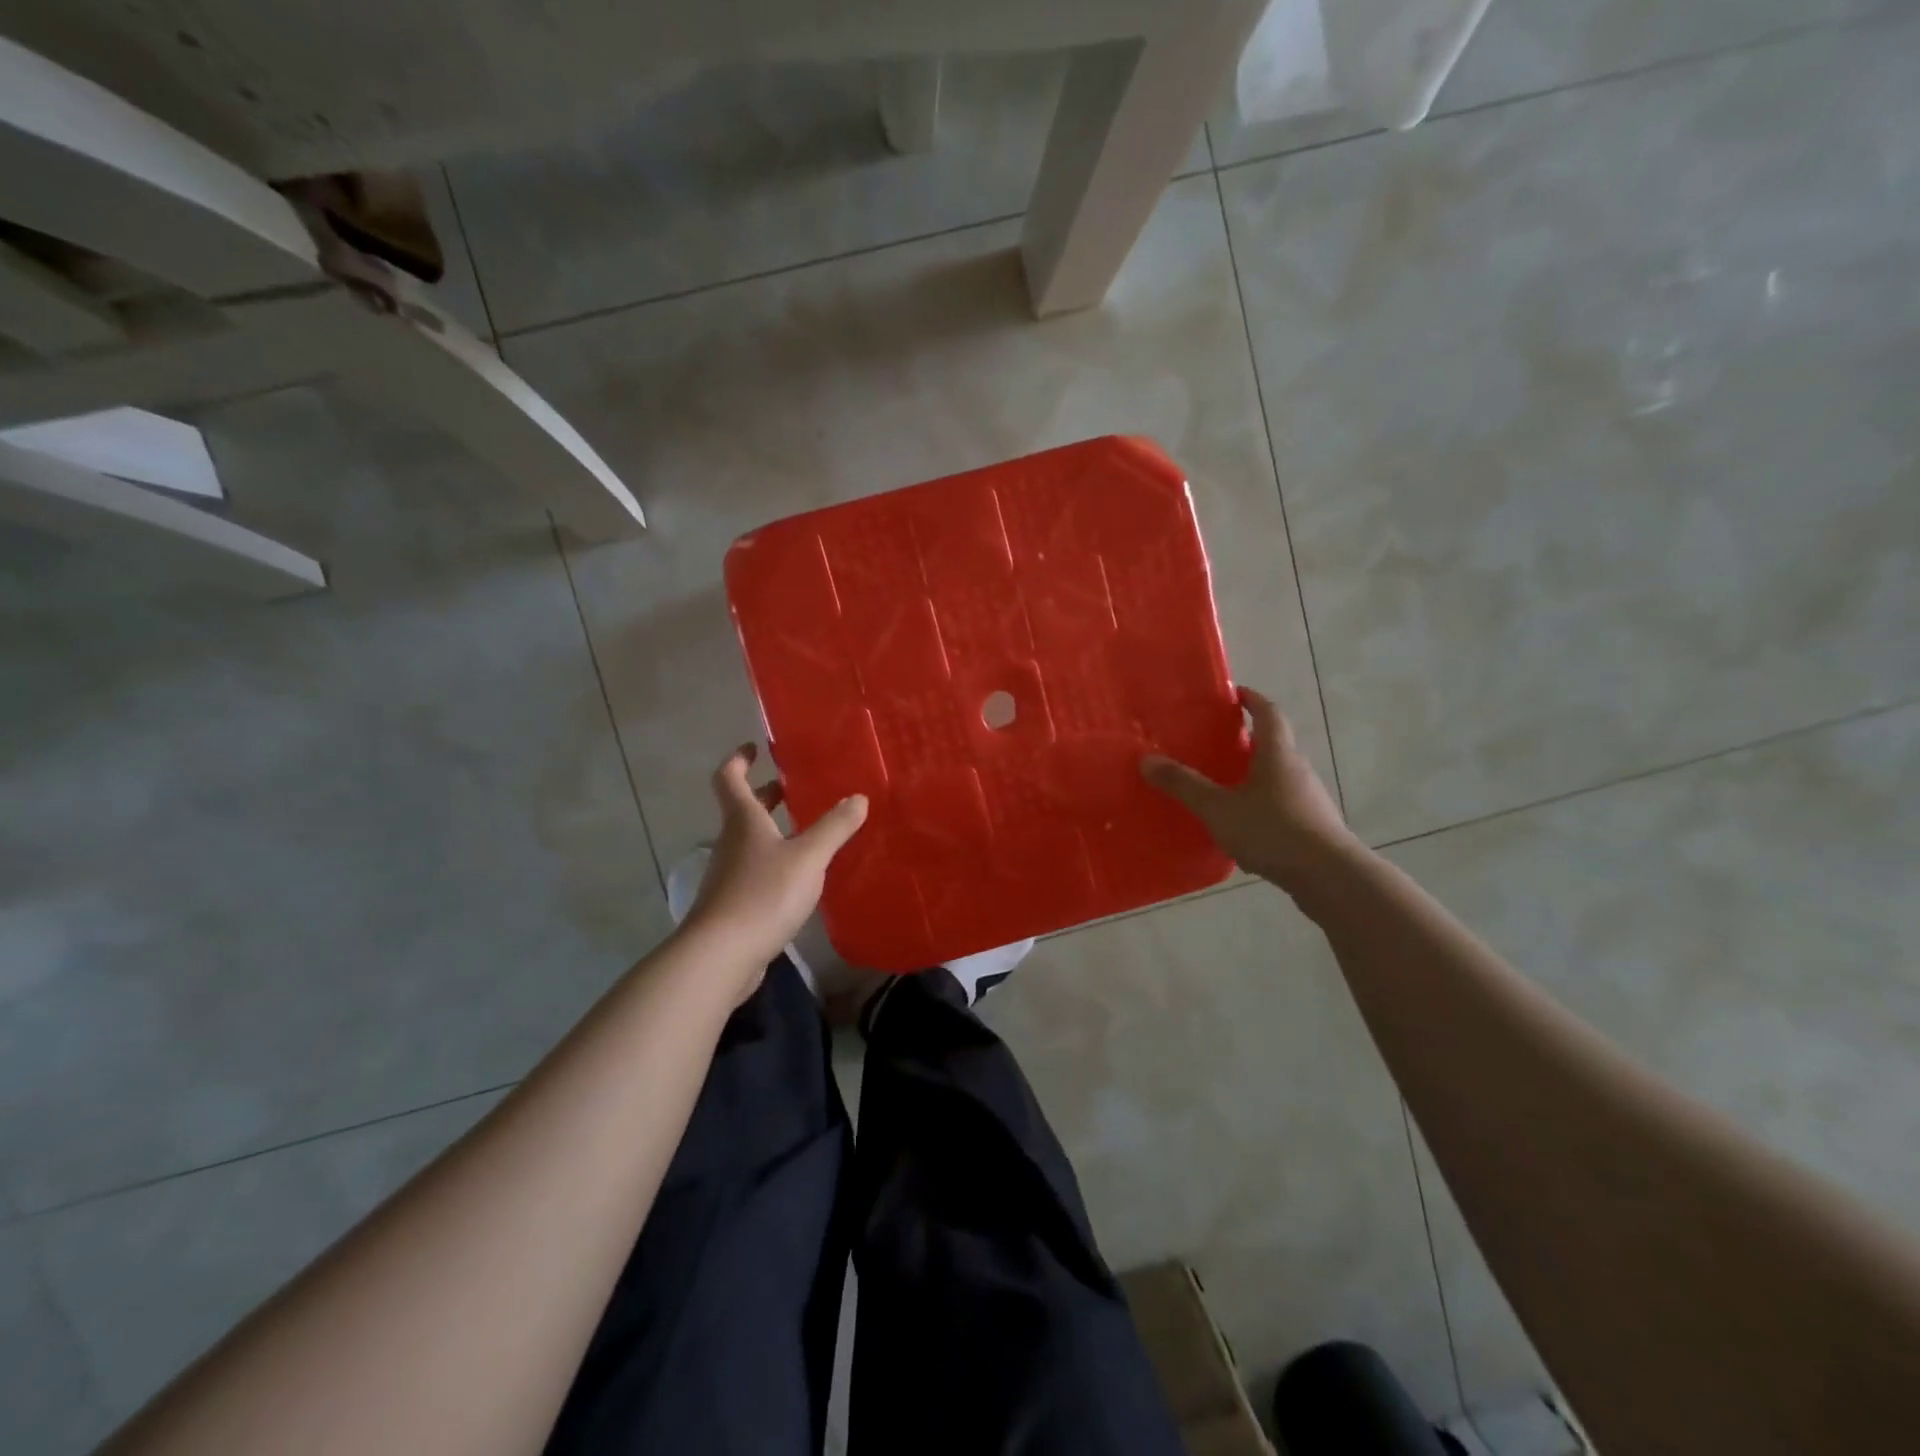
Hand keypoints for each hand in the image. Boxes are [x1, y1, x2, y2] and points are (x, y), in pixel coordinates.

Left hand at [679, 744, 868, 990]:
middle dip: (765, 794)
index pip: (729, 778)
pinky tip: (799, 876)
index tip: (755, 748)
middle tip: (792, 787)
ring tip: (807, 830)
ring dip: (772, 829)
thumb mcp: (808, 857)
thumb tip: (859, 798)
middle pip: (742, 809)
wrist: (721, 955)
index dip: (739, 759)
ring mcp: (729, 875)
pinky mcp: (733, 904)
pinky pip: (755, 870)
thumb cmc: (764, 894)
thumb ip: (835, 827)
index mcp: (743, 821)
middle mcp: (731, 842)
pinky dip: (774, 862)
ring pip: (750, 841)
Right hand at [1141, 686, 1356, 895]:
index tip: (1234, 694)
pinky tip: (1240, 827)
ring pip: (1277, 776)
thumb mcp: (1219, 809)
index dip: (1252, 699)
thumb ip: (1184, 785)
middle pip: (1273, 744)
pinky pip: (1281, 805)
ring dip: (1253, 775)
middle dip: (1246, 740)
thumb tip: (1147, 759)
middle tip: (1214, 743)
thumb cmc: (1273, 831)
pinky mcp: (1312, 826)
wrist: (1330, 878)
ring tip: (1221, 786)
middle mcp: (1297, 769)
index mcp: (1277, 754)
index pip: (1268, 713)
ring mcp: (1309, 799)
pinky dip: (1260, 805)